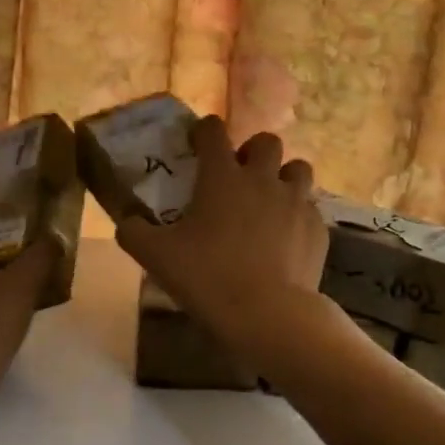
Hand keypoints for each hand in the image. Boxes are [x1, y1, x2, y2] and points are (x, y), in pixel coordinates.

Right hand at [115, 116, 327, 348]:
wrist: (268, 314)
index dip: (205, 130)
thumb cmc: (208, 277)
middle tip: (240, 175)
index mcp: (223, 177)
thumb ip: (134, 232)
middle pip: (267, 141)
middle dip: (254, 151)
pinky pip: (310, 209)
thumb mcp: (156, 257)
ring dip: (284, 177)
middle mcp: (263, 179)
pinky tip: (286, 239)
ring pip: (299, 169)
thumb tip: (126, 221)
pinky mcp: (318, 229)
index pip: (214, 131)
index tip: (198, 142)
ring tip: (270, 200)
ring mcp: (296, 202)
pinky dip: (298, 216)